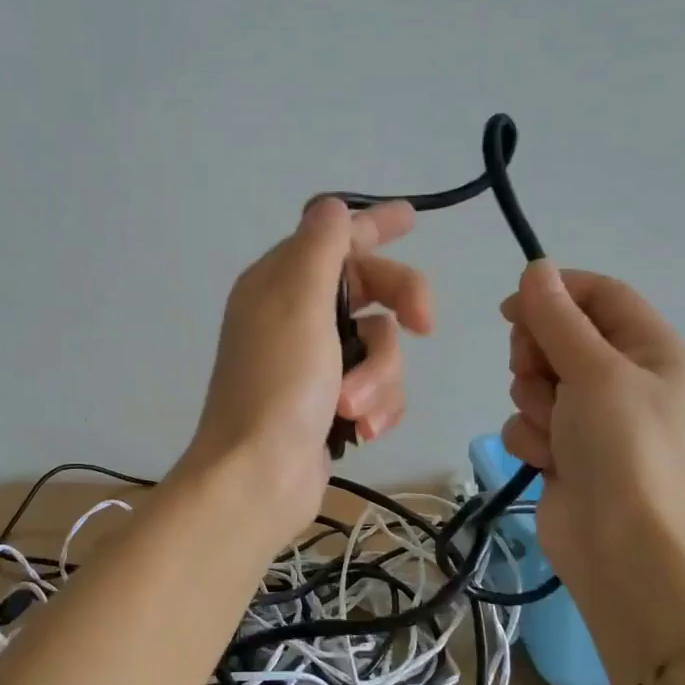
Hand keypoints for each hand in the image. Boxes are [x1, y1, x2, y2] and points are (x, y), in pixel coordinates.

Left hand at [180, 198, 430, 543]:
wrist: (258, 477)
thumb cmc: (279, 384)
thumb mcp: (299, 302)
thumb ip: (321, 247)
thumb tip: (332, 206)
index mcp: (279, 283)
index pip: (334, 238)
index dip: (374, 226)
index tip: (414, 218)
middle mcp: (295, 316)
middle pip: (370, 289)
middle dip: (399, 307)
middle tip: (426, 323)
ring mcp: (313, 362)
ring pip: (381, 345)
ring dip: (379, 376)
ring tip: (353, 407)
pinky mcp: (329, 402)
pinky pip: (376, 386)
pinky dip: (376, 404)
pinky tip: (361, 428)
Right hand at [500, 262, 684, 594]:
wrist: (620, 548)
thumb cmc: (622, 448)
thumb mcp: (593, 371)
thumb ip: (558, 317)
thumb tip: (536, 267)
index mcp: (652, 351)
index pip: (601, 295)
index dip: (556, 292)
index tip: (513, 307)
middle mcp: (624, 378)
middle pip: (559, 335)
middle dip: (538, 357)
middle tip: (543, 378)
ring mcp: (592, 416)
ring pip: (536, 380)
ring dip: (534, 402)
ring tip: (555, 432)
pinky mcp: (564, 447)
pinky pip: (528, 419)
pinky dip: (530, 436)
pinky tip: (548, 460)